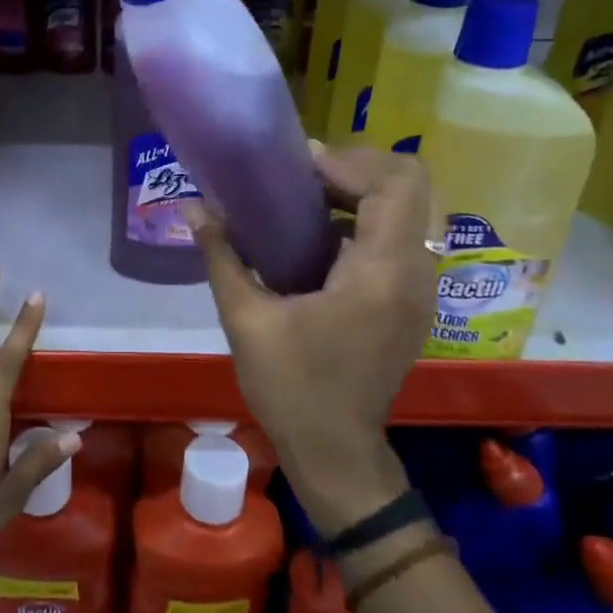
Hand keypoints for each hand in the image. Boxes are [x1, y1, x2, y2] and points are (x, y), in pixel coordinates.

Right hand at [189, 145, 439, 534]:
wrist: (335, 451)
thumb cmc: (291, 387)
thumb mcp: (246, 318)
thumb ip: (222, 255)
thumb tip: (192, 207)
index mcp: (381, 272)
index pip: (393, 183)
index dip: (348, 161)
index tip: (298, 166)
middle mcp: (415, 272)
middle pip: (414, 184)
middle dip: (361, 167)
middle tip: (307, 175)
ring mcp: (421, 288)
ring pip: (415, 208)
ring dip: (368, 190)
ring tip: (312, 196)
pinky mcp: (414, 301)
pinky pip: (406, 236)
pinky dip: (373, 218)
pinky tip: (325, 235)